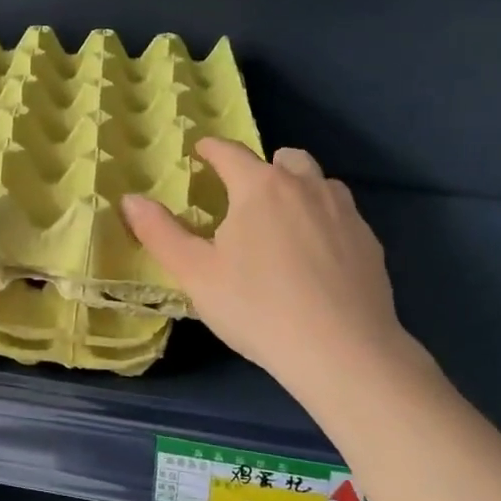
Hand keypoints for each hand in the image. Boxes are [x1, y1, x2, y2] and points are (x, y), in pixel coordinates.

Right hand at [120, 142, 432, 400]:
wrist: (343, 352)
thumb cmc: (258, 308)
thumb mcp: (196, 274)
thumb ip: (160, 232)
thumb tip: (130, 199)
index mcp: (260, 187)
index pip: (230, 152)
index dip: (211, 149)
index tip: (200, 151)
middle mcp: (305, 186)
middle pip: (284, 158)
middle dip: (262, 167)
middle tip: (246, 196)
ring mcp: (343, 212)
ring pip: (318, 183)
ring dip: (299, 190)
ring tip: (283, 224)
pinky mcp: (370, 241)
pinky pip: (342, 215)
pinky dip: (324, 221)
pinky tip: (317, 257)